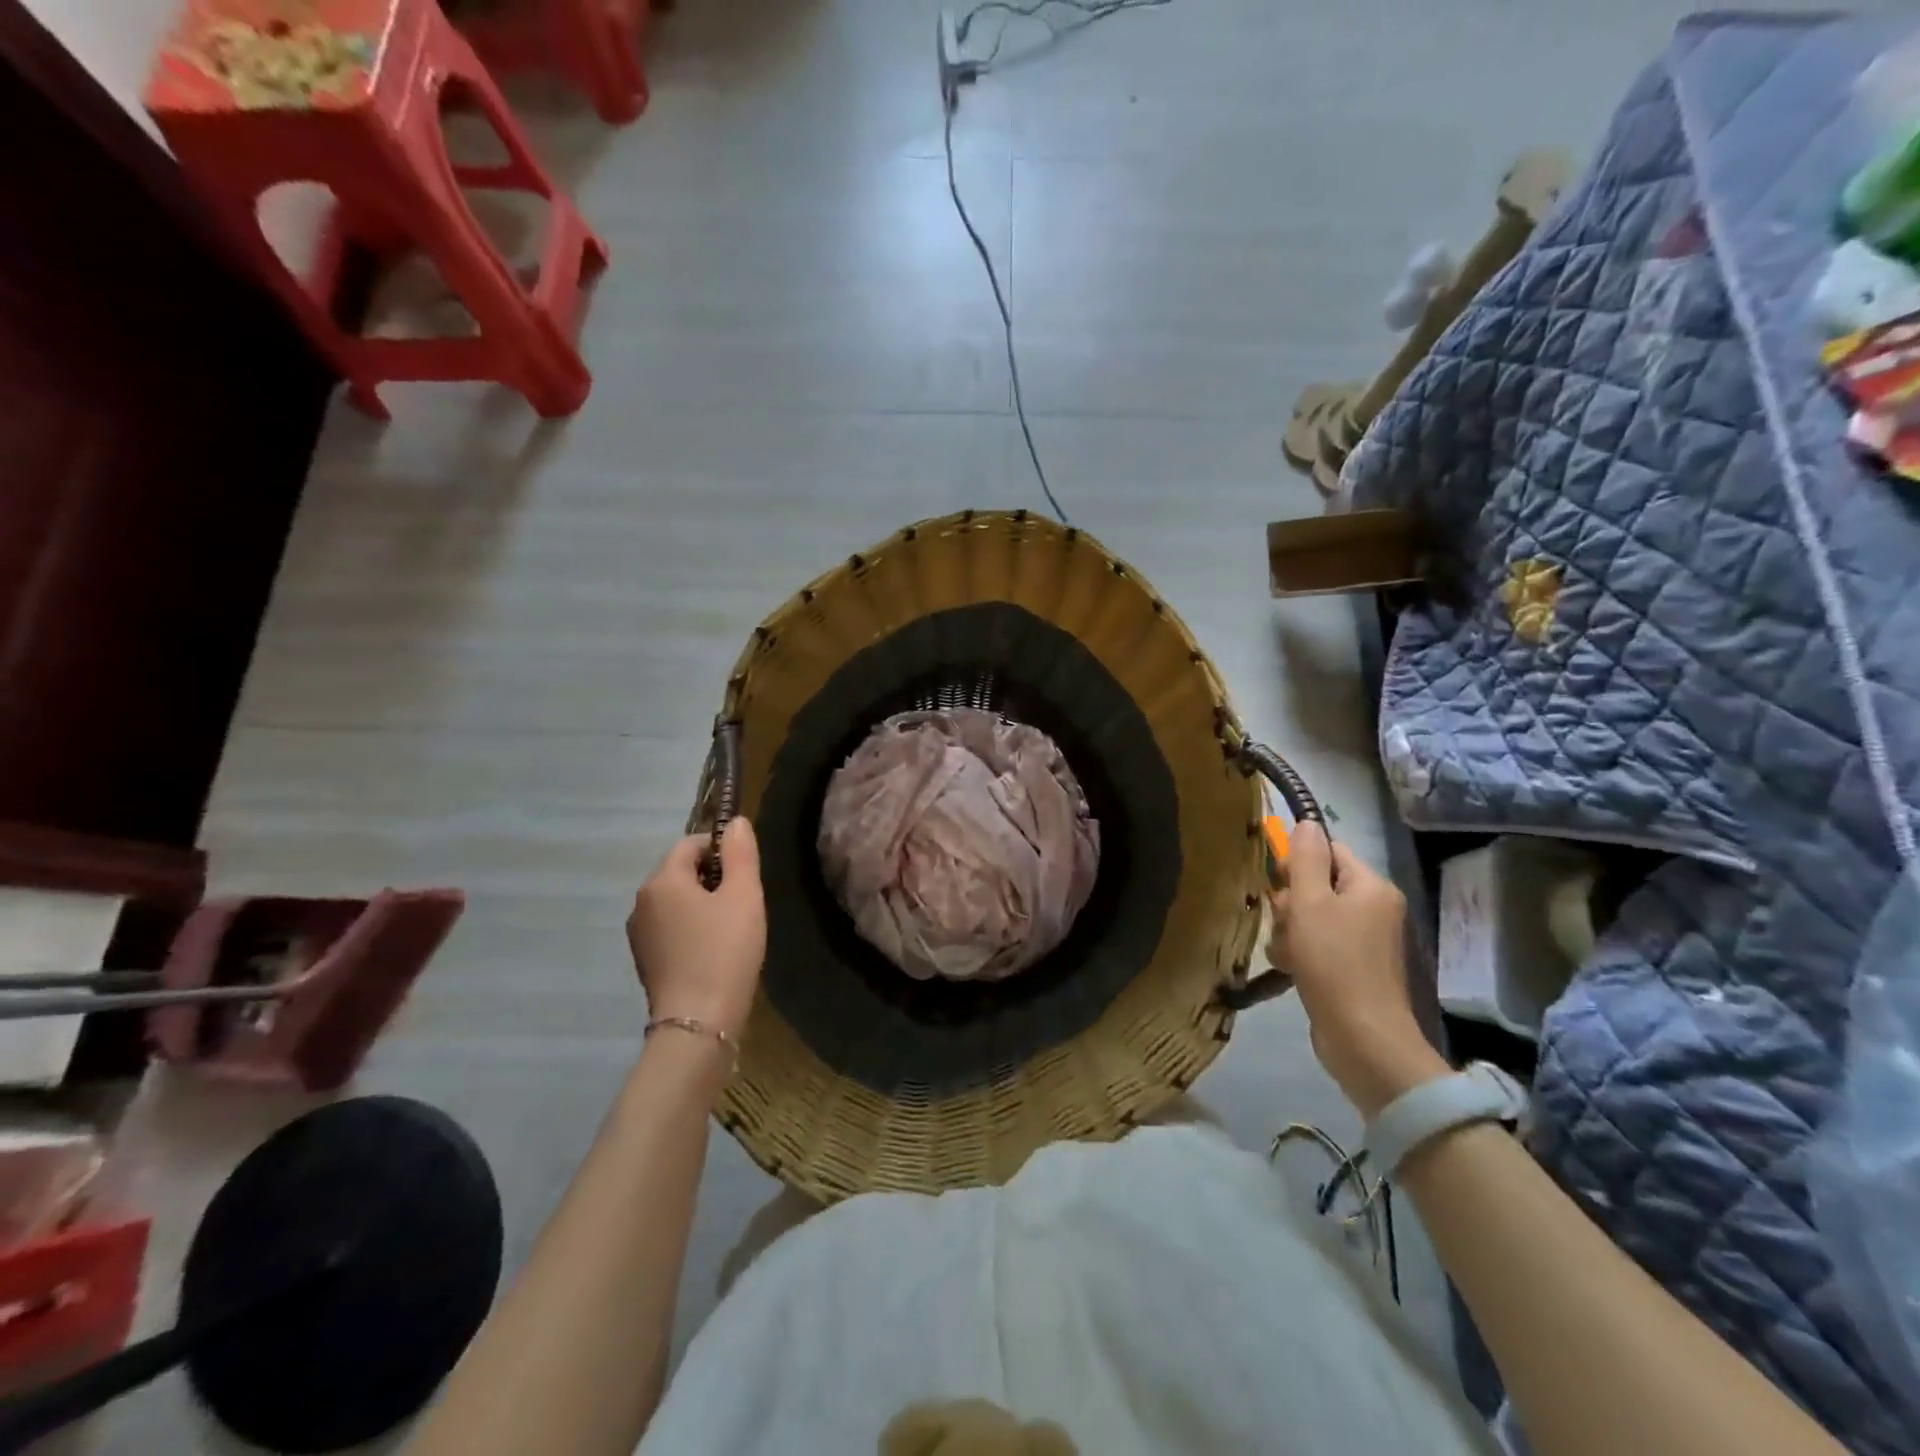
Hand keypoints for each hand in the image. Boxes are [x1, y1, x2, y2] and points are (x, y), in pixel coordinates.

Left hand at [627, 819, 766, 1041]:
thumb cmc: (724, 951)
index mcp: (662, 880)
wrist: (698, 1023)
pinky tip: (714, 951)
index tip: (746, 874)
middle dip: (713, 878)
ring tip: (731, 929)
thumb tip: (736, 823)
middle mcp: (641, 901)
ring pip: (676, 901)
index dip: (722, 850)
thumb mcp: (744, 895)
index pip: (691, 843)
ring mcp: (639, 933)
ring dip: (702, 905)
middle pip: (680, 872)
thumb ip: (741, 853)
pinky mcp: (645, 960)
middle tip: (743, 903)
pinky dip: (692, 929)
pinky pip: (671, 928)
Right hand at [1267, 822, 1447, 1117]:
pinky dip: (1298, 953)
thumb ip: (1307, 860)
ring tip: (1287, 953)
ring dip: (1289, 931)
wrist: (1362, 1038)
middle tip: (1285, 923)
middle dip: (1291, 903)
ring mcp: (1364, 941)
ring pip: (1310, 917)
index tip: (1279, 884)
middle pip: (1317, 885)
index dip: (1299, 863)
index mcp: (1371, 887)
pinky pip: (1316, 945)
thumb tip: (1306, 822)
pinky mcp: (1351, 968)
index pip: (1329, 851)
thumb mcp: (1311, 903)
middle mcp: (1373, 909)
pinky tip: (1290, 968)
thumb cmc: (1335, 963)